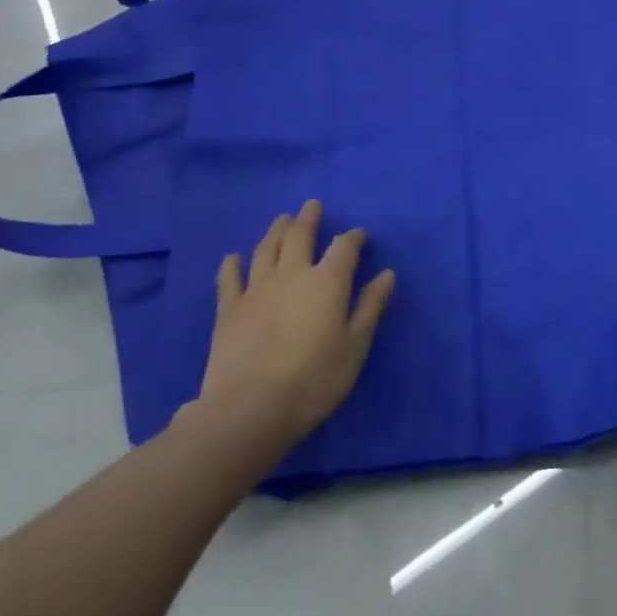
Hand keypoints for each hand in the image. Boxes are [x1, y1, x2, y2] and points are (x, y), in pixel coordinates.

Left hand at [193, 200, 395, 451]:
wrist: (250, 409)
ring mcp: (256, 289)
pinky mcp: (229, 309)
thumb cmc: (314, 380)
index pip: (344, 247)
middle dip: (309, 219)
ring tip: (282, 220)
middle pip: (300, 236)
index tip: (360, 236)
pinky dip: (233, 265)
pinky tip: (234, 258)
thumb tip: (387, 274)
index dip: (353, 238)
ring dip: (276, 231)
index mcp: (327, 282)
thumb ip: (370, 307)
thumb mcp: (355, 347)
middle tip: (312, 206)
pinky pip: (230, 278)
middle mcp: (292, 274)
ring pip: (267, 249)